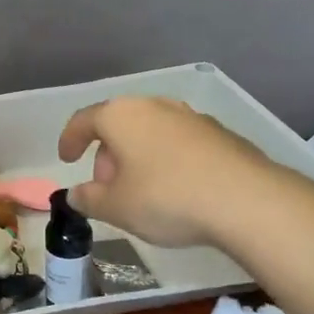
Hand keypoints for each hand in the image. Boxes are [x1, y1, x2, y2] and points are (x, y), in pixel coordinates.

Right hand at [57, 96, 270, 247]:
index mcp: (121, 116)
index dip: (70, 140)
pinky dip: (167, 160)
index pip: (84, 120)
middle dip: (107, 155)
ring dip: (138, 157)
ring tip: (141, 192)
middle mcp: (155, 106)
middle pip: (119, 125)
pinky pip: (179, 143)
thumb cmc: (166, 198)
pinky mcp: (219, 133)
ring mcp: (190, 116)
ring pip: (151, 132)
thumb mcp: (116, 207)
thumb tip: (74, 195)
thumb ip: (89, 199)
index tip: (66, 160)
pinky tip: (176, 190)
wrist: (247, 201)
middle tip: (107, 188)